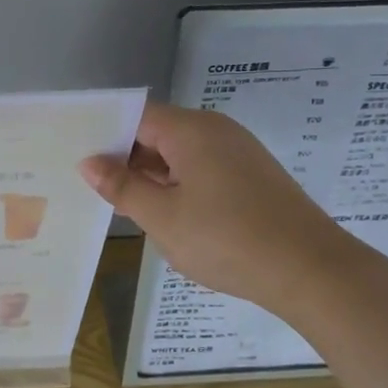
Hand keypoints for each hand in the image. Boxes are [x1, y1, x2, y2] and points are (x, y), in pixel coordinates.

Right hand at [79, 103, 353, 315]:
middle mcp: (215, 130)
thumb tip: (89, 163)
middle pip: (158, 132)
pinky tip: (165, 213)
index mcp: (190, 130)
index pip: (136, 116)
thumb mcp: (162, 217)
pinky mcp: (252, 176)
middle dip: (125, 158)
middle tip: (91, 185)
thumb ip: (122, 187)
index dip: (104, 134)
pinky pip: (202, 169)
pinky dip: (178, 185)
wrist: (311, 270)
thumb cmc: (226, 239)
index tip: (76, 156)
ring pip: (180, 154)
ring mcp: (238, 152)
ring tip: (121, 203)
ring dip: (151, 175)